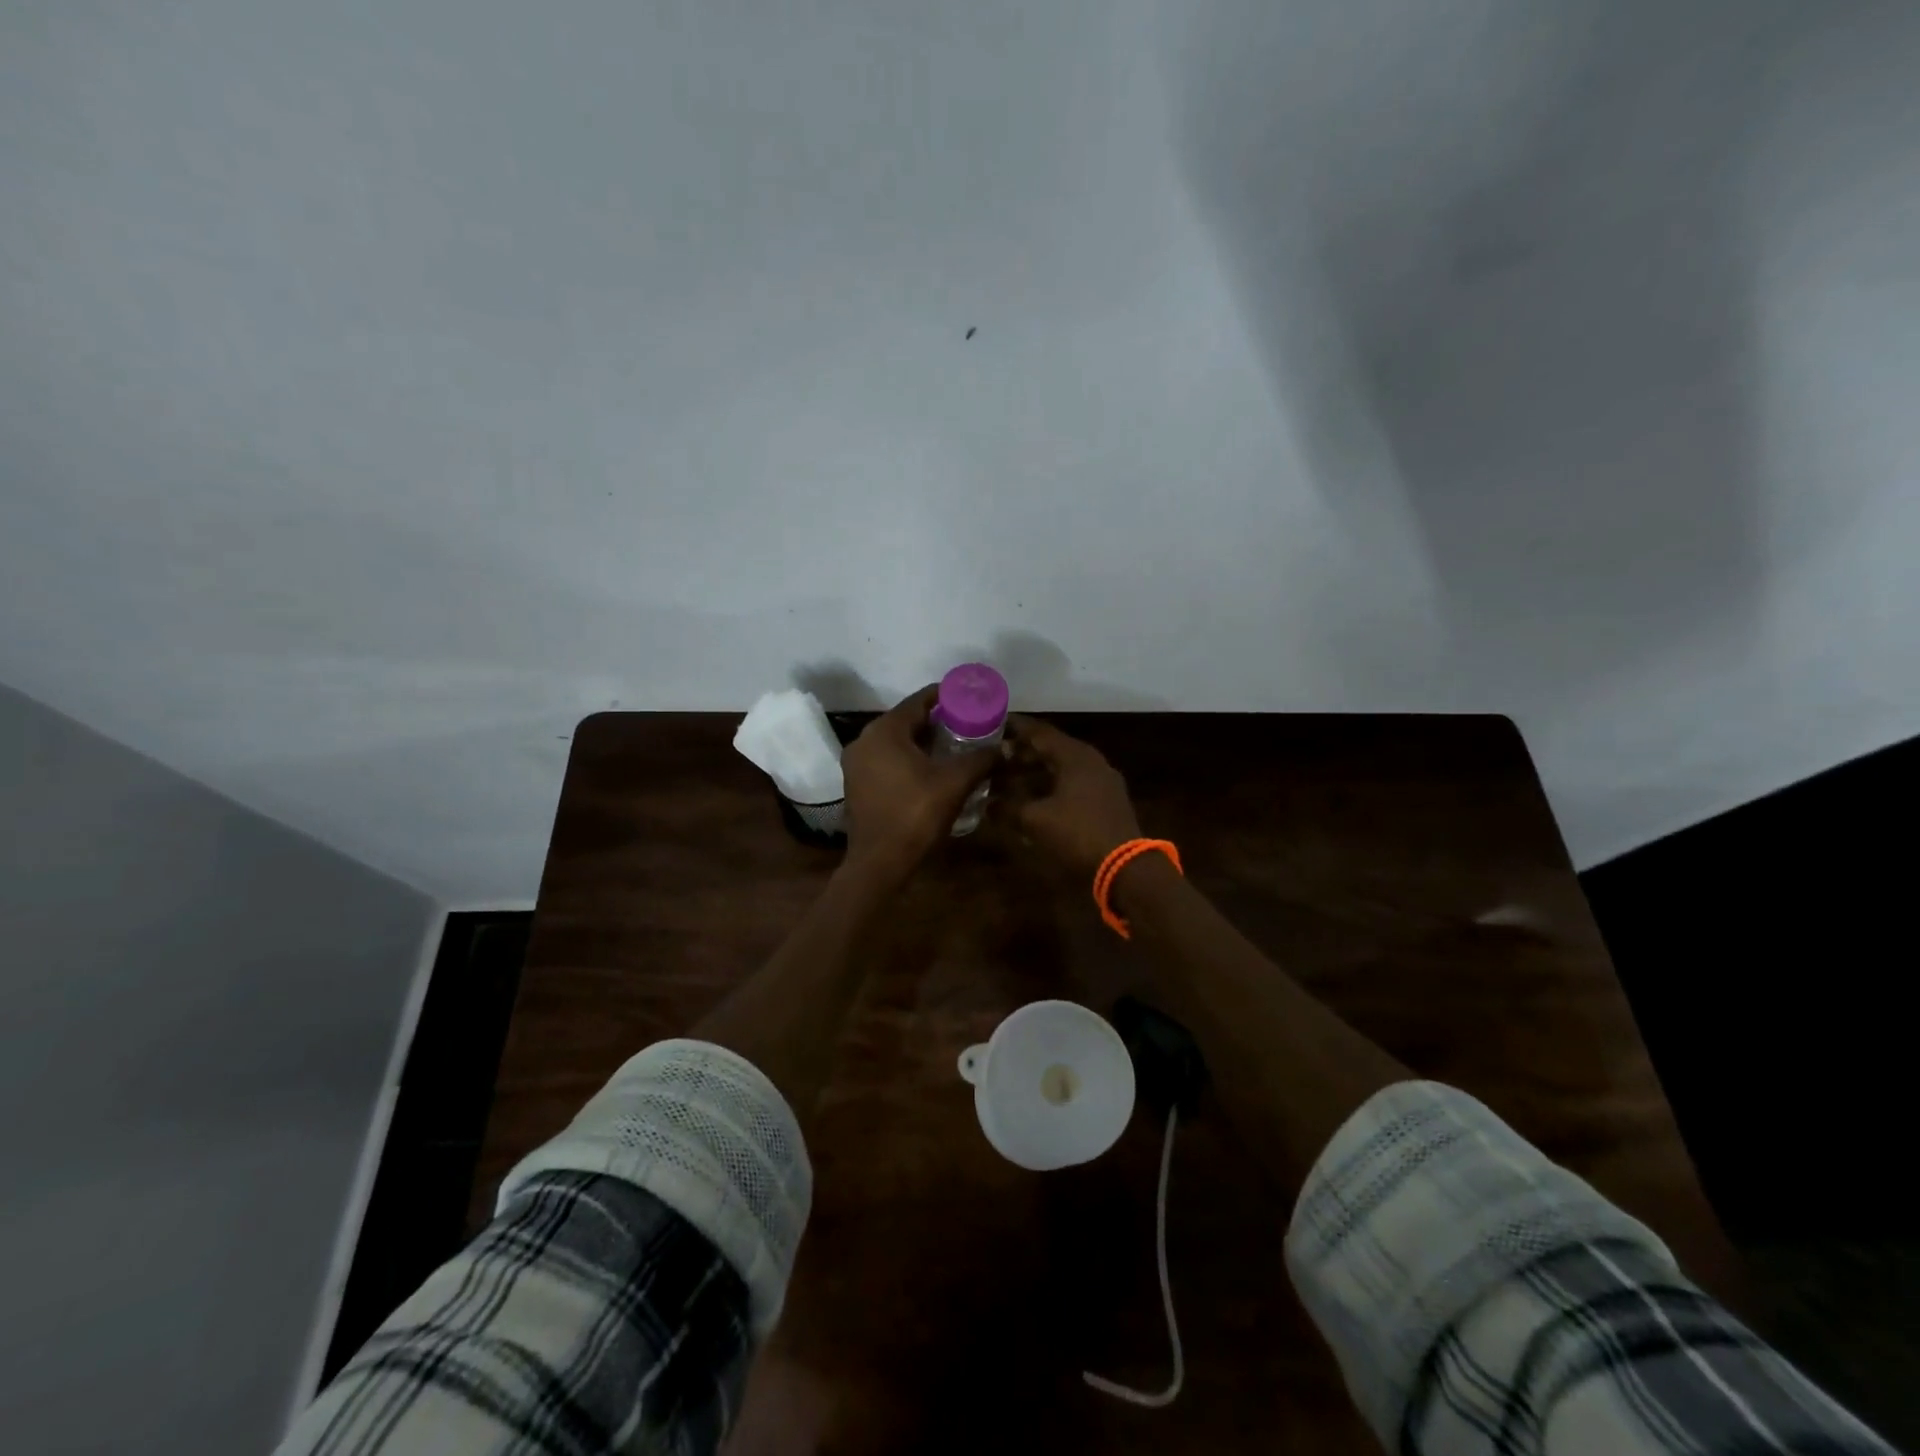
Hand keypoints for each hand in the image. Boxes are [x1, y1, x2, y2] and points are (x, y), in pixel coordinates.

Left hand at [840, 686, 995, 882]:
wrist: (880, 862)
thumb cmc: (916, 814)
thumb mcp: (955, 783)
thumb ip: (981, 759)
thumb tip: (1006, 749)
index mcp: (885, 731)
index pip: (919, 700)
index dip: (946, 696)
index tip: (969, 696)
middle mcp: (865, 740)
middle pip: (906, 719)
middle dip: (937, 720)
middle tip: (967, 722)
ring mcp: (856, 763)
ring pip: (895, 741)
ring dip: (922, 741)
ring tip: (954, 745)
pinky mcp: (857, 783)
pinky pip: (886, 759)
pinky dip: (908, 758)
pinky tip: (930, 769)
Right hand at [998, 715, 1141, 880]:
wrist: (1124, 867)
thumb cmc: (1077, 834)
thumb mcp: (1034, 820)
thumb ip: (1007, 808)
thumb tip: (987, 804)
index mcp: (1075, 756)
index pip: (1039, 732)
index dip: (1015, 728)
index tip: (994, 724)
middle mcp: (1091, 760)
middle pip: (1052, 748)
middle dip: (1023, 752)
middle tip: (996, 756)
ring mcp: (1102, 780)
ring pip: (1063, 767)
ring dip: (1037, 771)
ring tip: (1010, 778)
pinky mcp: (1107, 800)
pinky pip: (1073, 783)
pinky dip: (1052, 785)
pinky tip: (1035, 798)